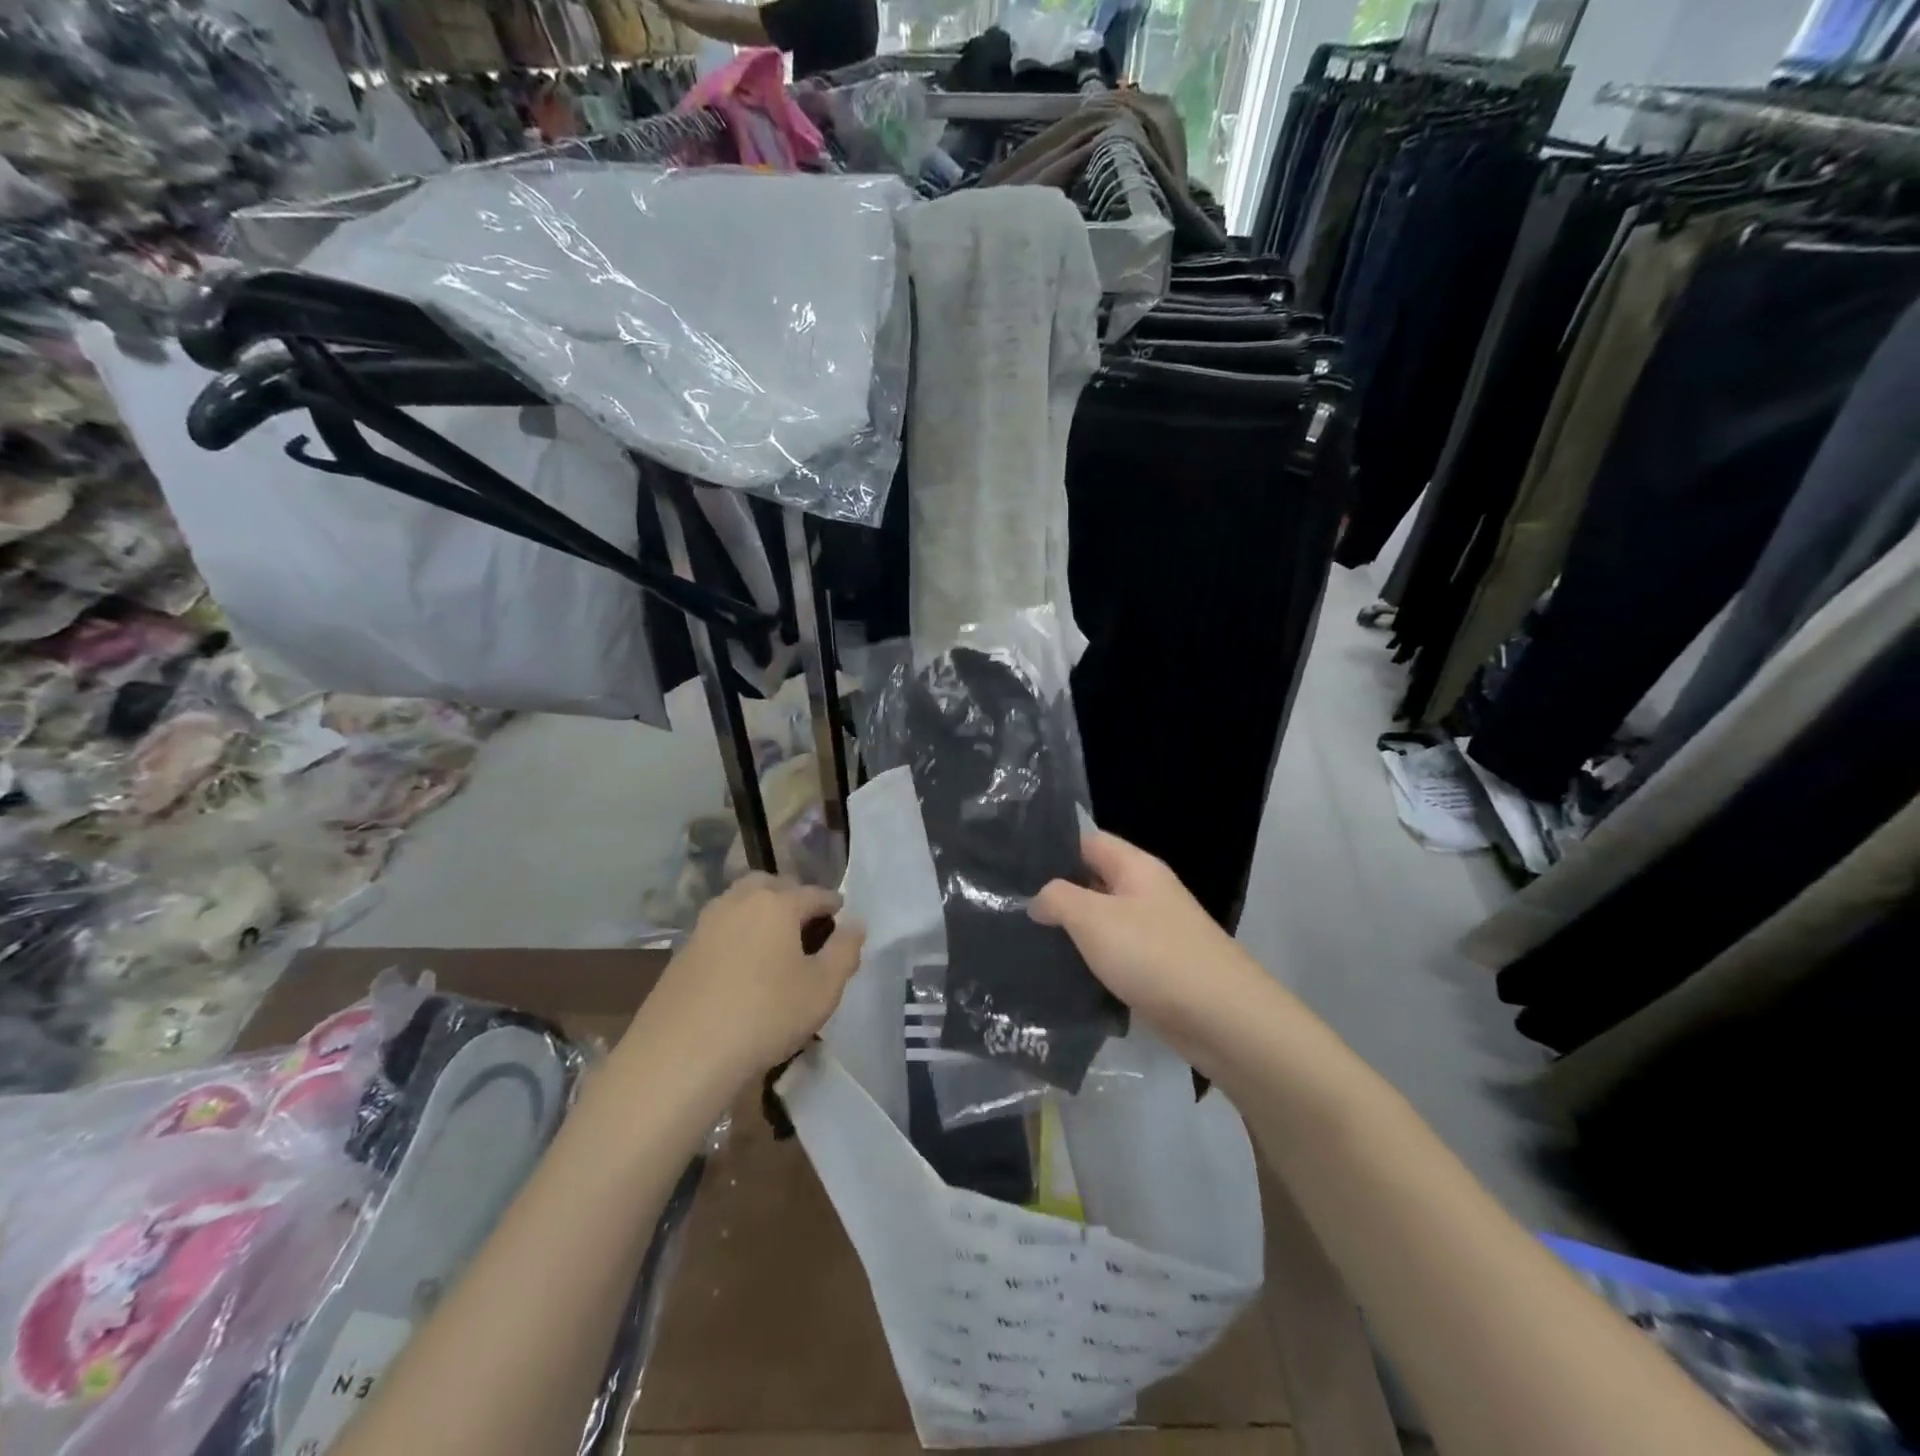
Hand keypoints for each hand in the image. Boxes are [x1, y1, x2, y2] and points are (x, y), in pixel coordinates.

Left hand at [643, 874, 865, 1080]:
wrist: (681, 1055)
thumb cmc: (765, 1016)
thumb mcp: (823, 989)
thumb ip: (845, 951)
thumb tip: (855, 924)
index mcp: (777, 903)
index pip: (815, 893)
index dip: (833, 905)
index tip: (843, 920)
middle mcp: (739, 901)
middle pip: (771, 885)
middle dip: (793, 897)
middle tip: (807, 925)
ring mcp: (706, 923)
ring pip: (741, 902)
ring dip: (761, 911)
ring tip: (775, 943)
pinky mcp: (683, 949)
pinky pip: (720, 927)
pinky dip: (738, 933)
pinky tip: (742, 965)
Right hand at [1030, 831, 1268, 1068]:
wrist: (1222, 1019)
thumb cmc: (1153, 955)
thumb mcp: (1093, 918)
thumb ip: (1058, 898)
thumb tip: (1038, 899)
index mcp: (1136, 867)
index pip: (1088, 841)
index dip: (1053, 848)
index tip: (1013, 866)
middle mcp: (1147, 893)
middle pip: (1094, 882)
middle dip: (1057, 894)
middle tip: (1010, 907)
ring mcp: (1156, 932)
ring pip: (1103, 923)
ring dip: (1073, 933)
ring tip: (1028, 943)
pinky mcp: (1159, 970)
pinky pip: (1117, 957)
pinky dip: (1093, 964)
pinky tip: (1063, 977)